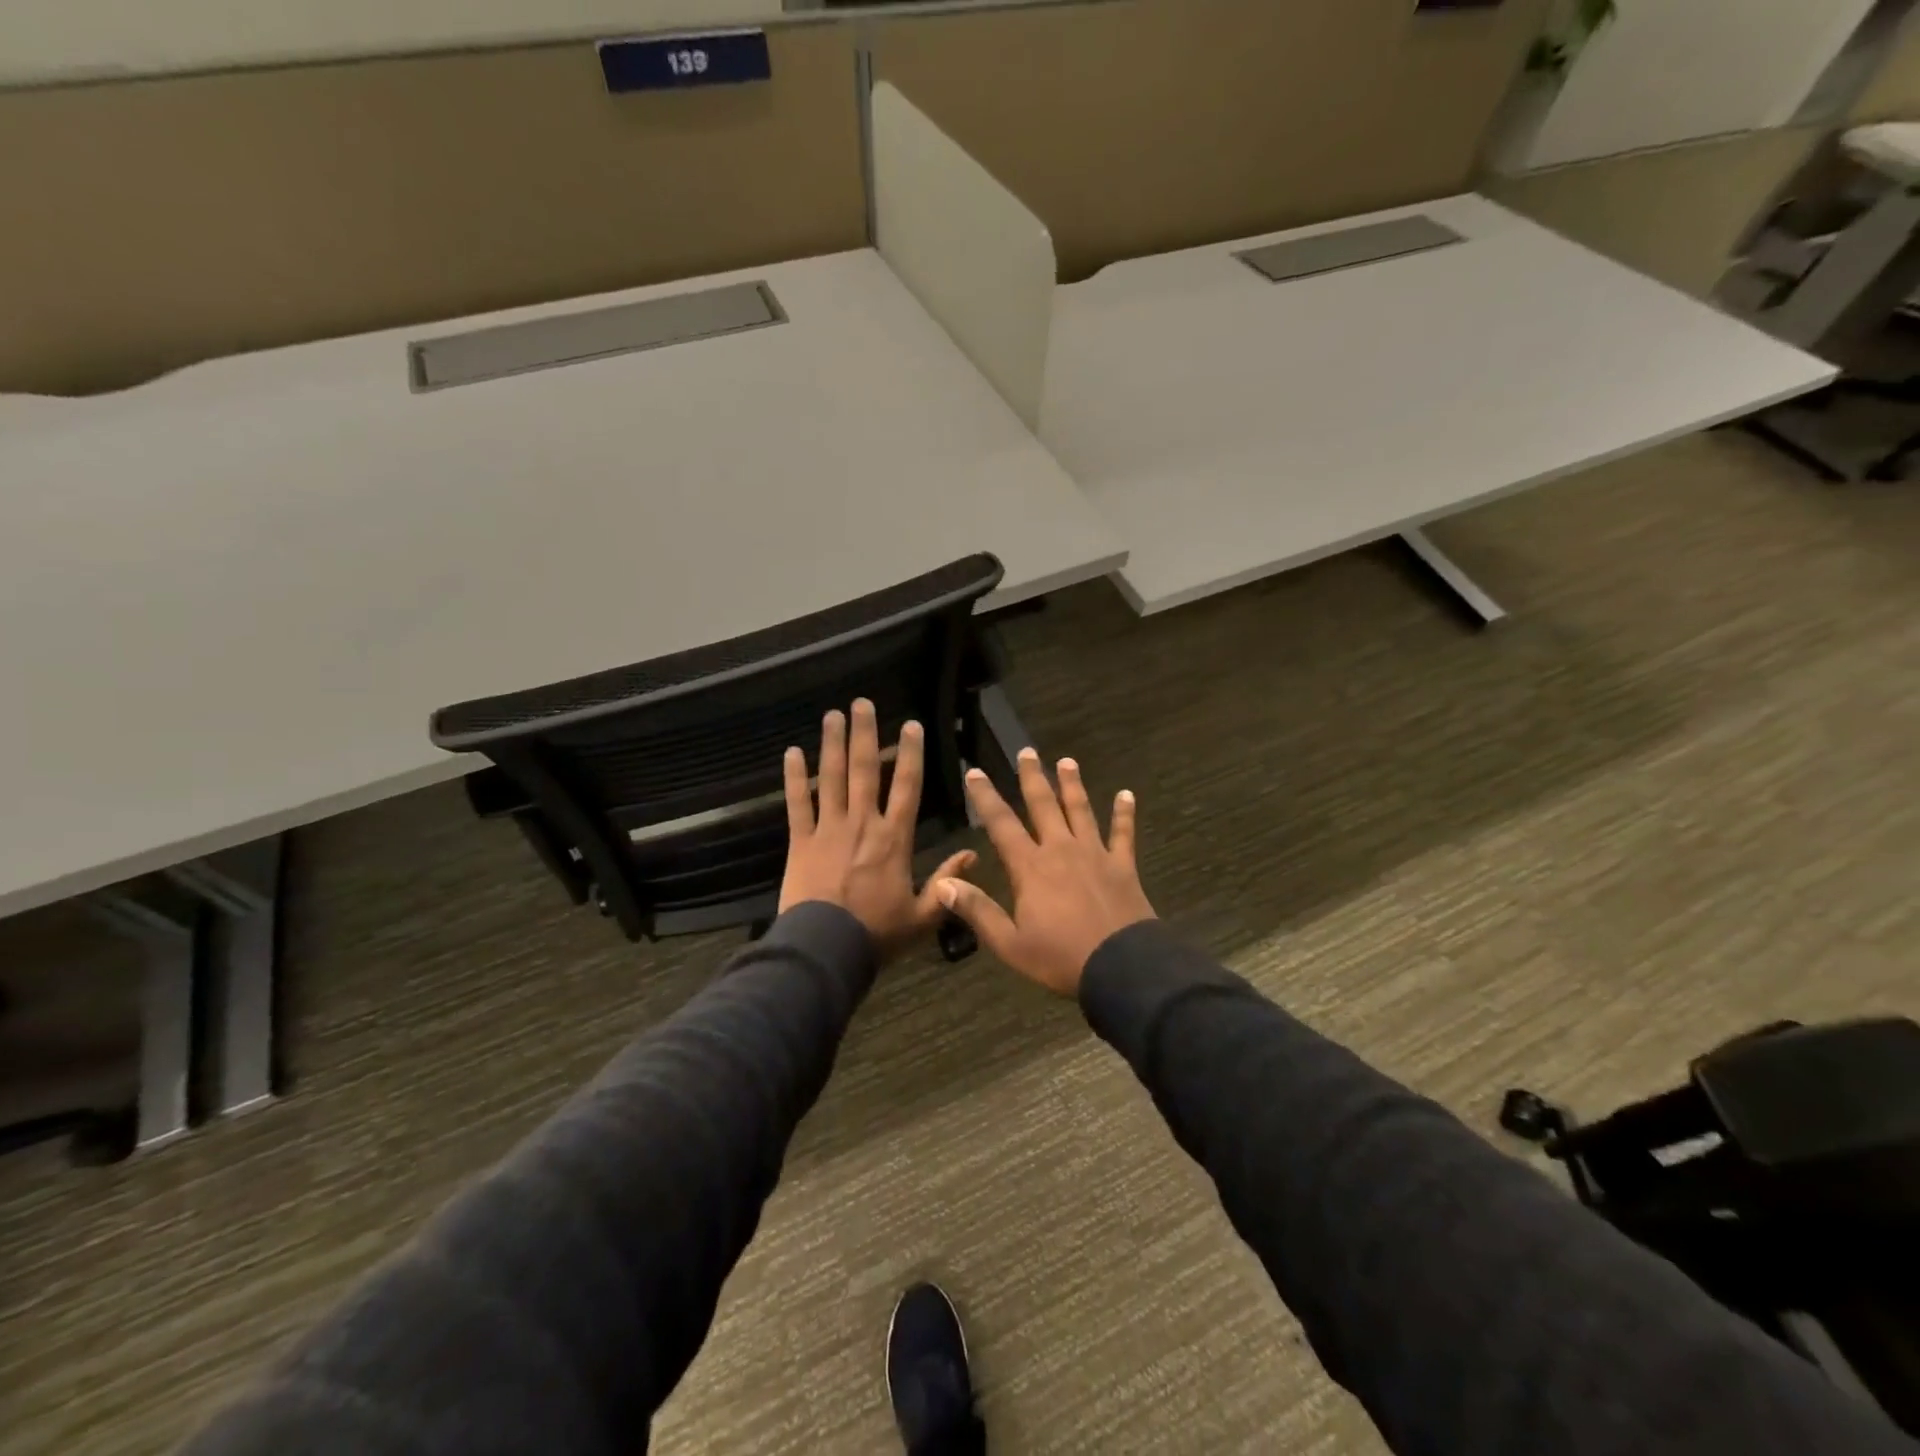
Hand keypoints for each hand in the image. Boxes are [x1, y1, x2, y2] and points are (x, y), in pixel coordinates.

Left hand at [779, 699, 976, 956]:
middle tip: (862, 702)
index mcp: (895, 838)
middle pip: (866, 770)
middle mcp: (863, 823)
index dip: (911, 753)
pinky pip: (797, 803)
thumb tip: (974, 856)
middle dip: (865, 733)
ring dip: (832, 744)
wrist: (826, 949)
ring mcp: (829, 829)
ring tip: (832, 715)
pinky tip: (791, 752)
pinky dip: (793, 777)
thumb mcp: (924, 915)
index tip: (910, 724)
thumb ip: (948, 883)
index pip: (907, 786)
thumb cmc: (877, 933)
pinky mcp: (800, 841)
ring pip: (831, 778)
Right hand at [937, 749, 1155, 996]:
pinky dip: (1124, 813)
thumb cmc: (1060, 958)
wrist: (1121, 967)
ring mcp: (1095, 854)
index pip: (1001, 824)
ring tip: (1067, 761)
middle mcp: (1061, 850)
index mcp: (1030, 867)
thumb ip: (977, 911)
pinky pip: (1123, 833)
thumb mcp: (1009, 943)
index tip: (975, 772)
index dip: (986, 797)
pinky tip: (1126, 794)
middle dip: (1032, 777)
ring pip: (1081, 810)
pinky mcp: (1122, 865)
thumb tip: (943, 883)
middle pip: (1044, 806)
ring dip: (1072, 785)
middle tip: (1027, 751)